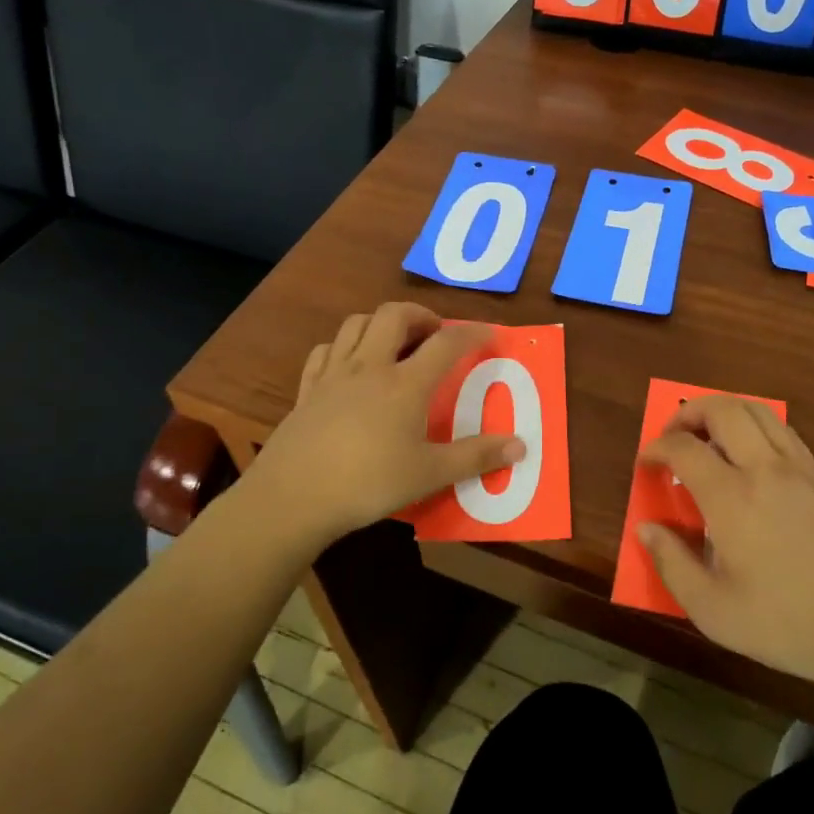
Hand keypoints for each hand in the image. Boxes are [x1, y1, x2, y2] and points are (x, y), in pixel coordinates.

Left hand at [231, 302, 524, 553]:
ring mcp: (333, 375)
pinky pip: (325, 351)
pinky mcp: (307, 390)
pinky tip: (349, 365)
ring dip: (381, 323)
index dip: (472, 333)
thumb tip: (520, 446)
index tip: (489, 334)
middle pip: (395, 315)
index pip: (446, 343)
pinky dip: (343, 347)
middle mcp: (370, 367)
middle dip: (420, 315)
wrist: (293, 497)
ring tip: (394, 343)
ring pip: (356, 324)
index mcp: (405, 383)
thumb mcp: (429, 474)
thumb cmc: (368, 483)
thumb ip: (476, 457)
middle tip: (435, 335)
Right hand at [638, 397, 813, 697]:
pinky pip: (782, 430)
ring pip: (757, 410)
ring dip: (723, 411)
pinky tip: (749, 453)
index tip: (645, 462)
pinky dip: (755, 425)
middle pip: (722, 409)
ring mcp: (798, 469)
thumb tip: (646, 528)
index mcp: (732, 498)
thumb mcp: (715, 612)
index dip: (656, 448)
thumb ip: (672, 565)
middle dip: (688, 412)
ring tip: (707, 436)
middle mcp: (764, 469)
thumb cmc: (789, 624)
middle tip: (672, 436)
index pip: (684, 448)